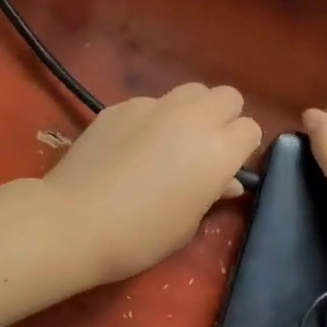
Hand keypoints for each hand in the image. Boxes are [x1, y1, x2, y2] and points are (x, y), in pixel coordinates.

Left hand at [45, 83, 262, 283]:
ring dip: (191, 111)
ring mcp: (154, 106)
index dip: (242, 149)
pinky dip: (152, 118)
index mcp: (218, 151)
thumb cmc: (141, 235)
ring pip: (190, 91)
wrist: (75, 221)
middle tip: (205, 148)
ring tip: (170, 141)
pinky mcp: (121, 106)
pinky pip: (151, 103)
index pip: (251, 129)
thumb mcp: (188, 223)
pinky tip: (131, 146)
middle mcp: (193, 118)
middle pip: (227, 96)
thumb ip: (213, 193)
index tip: (227, 169)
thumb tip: (226, 181)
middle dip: (224, 117)